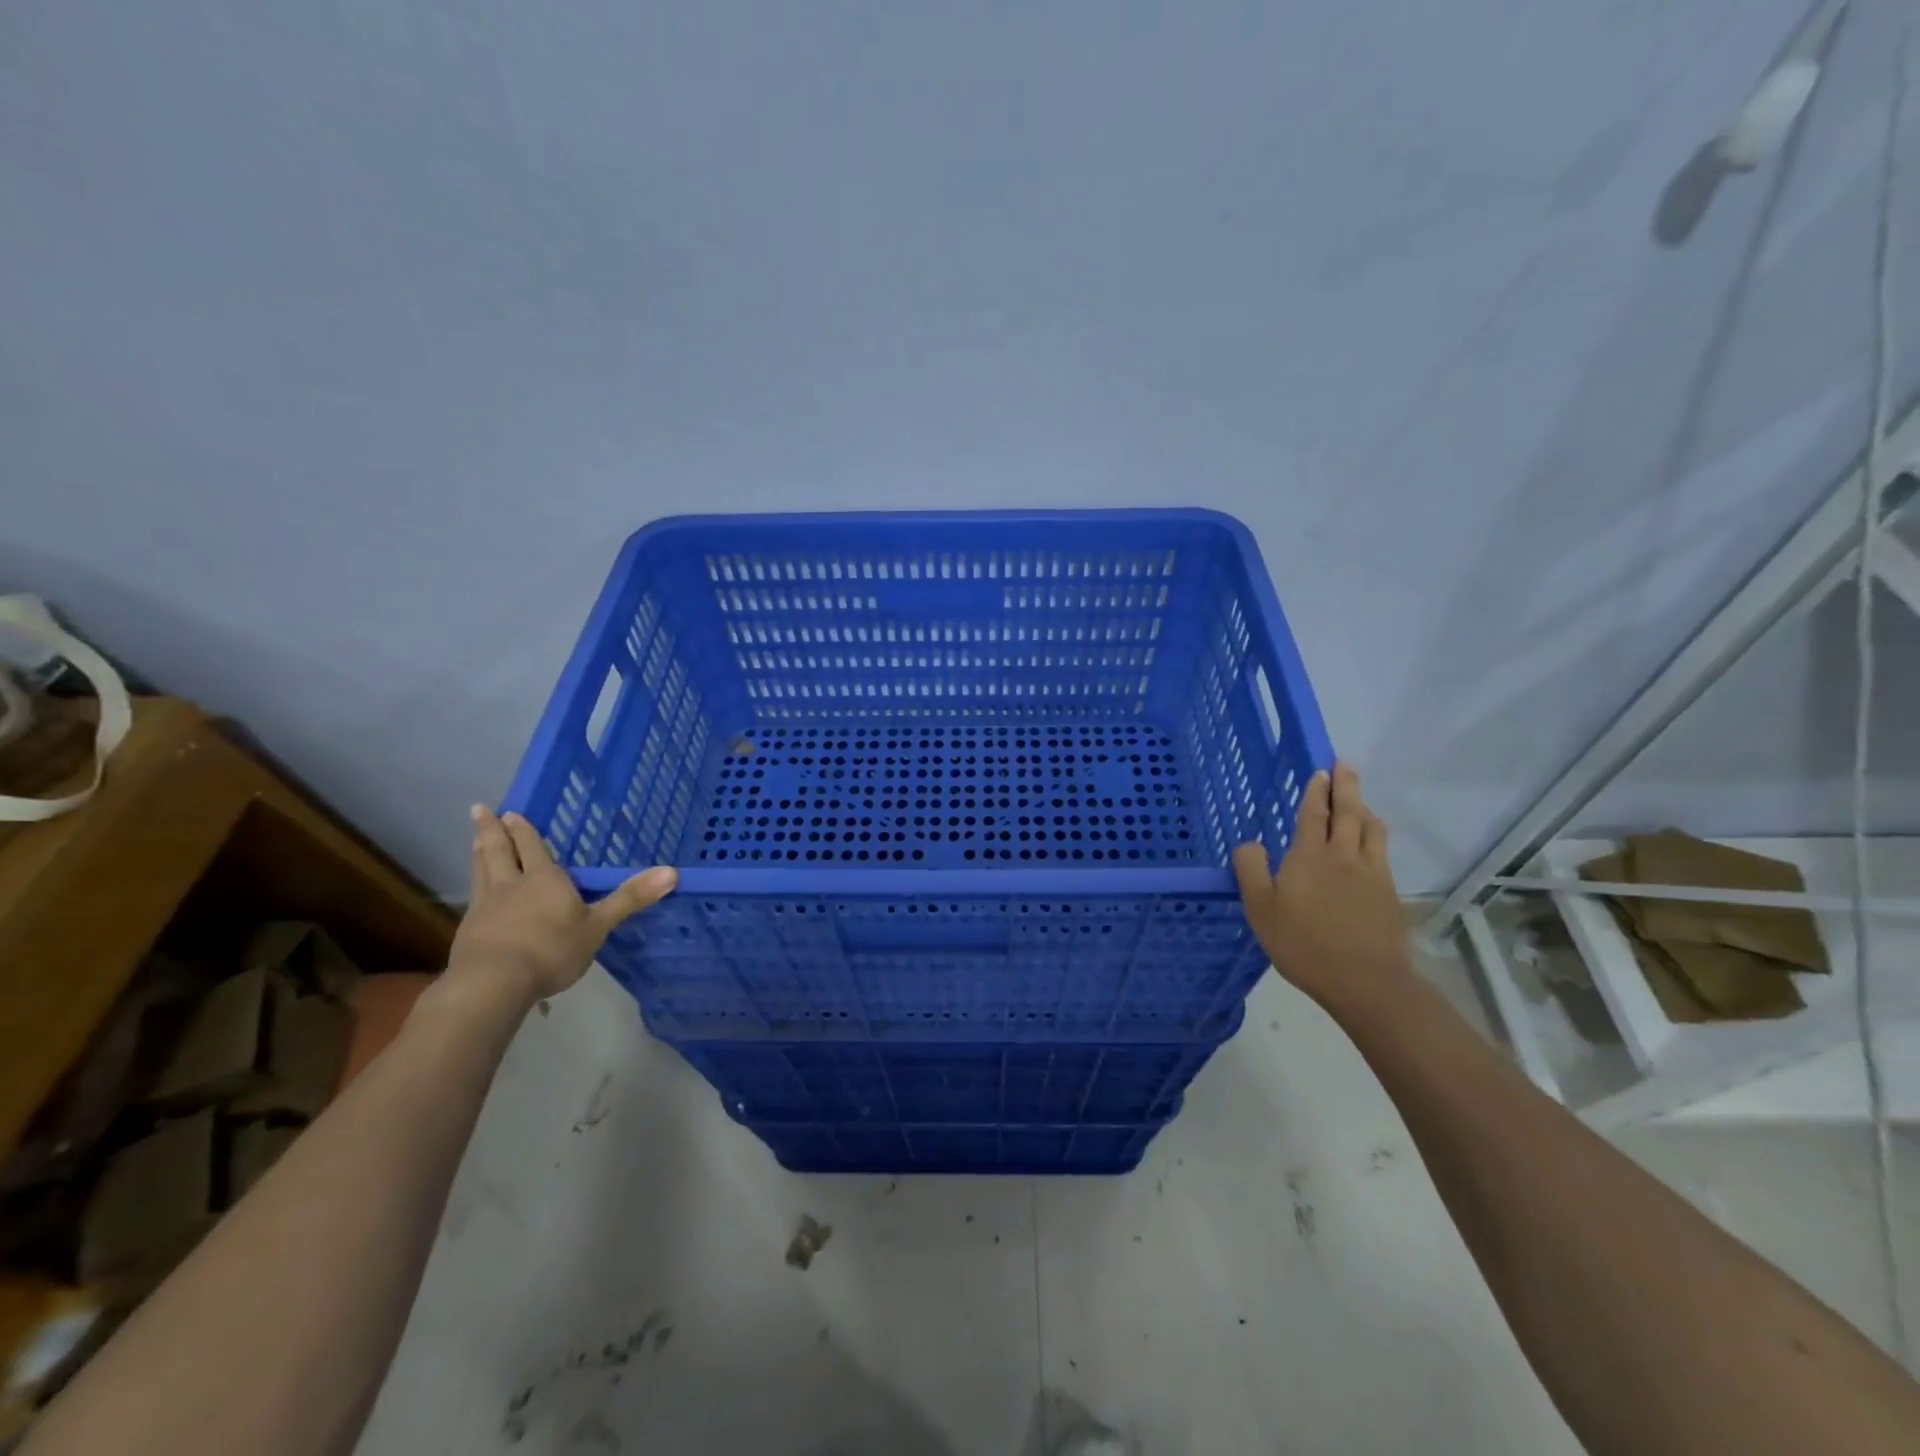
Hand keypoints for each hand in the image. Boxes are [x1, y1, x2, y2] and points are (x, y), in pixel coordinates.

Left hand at [447, 805, 677, 1007]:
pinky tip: (476, 894)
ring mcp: (485, 907)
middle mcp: (511, 885)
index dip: (523, 830)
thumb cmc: (551, 950)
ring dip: (479, 852)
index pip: (533, 847)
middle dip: (492, 831)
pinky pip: (473, 899)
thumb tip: (673, 872)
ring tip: (474, 837)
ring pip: (481, 871)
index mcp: (544, 879)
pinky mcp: (469, 932)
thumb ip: (630, 898)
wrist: (493, 984)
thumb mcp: (598, 926)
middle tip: (480, 810)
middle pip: (499, 852)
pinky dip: (475, 887)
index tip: (510, 811)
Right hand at [1232, 763, 1411, 1011]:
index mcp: (1309, 856)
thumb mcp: (1261, 909)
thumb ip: (1251, 871)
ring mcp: (1372, 873)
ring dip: (1364, 809)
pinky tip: (1373, 845)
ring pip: (1371, 829)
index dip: (1316, 792)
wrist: (1365, 980)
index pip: (1313, 814)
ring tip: (1360, 801)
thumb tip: (1249, 842)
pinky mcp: (1389, 893)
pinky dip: (1376, 836)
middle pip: (1348, 812)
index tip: (1321, 771)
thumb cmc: (1304, 944)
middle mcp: (1343, 856)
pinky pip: (1382, 852)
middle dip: (1345, 787)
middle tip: (1345, 766)